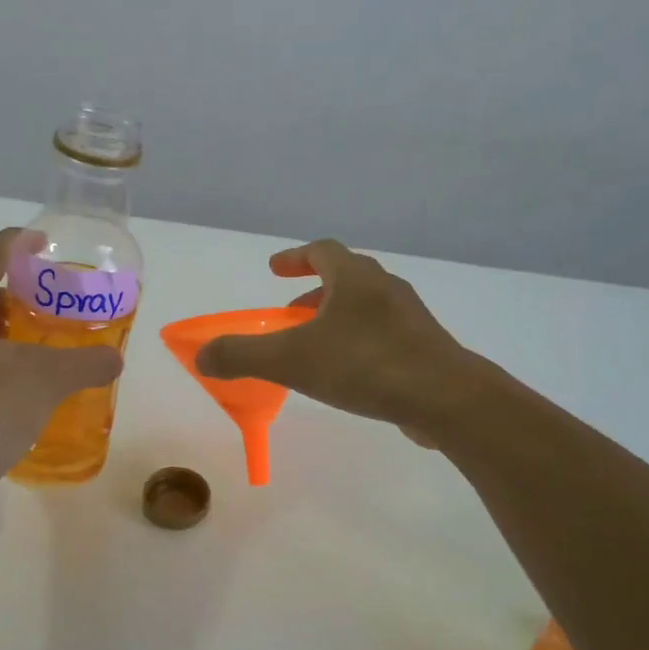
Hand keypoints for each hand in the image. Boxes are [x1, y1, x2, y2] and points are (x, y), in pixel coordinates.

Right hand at [196, 239, 493, 438]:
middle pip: (345, 277)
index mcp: (354, 279)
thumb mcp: (292, 360)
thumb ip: (243, 355)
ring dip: (337, 317)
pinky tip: (351, 374)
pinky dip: (359, 341)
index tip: (273, 269)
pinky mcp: (425, 348)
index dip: (294, 257)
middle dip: (313, 291)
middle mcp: (385, 289)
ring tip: (317, 347)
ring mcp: (410, 318)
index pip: (321, 251)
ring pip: (366, 306)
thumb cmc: (365, 366)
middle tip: (290, 312)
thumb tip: (202, 355)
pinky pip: (384, 334)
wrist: (445, 398)